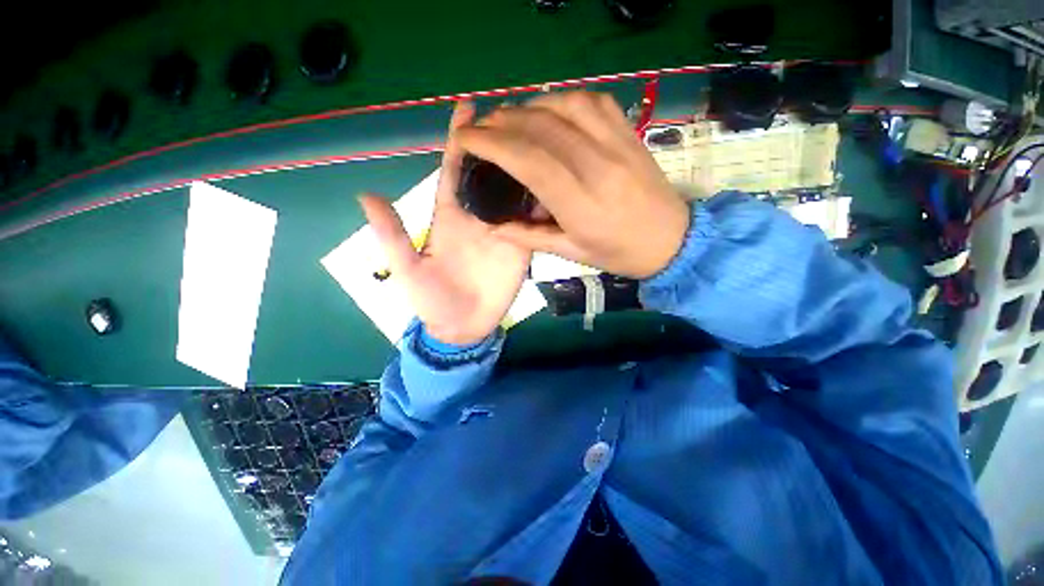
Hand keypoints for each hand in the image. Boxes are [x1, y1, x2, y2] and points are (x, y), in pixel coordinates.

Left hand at [359, 102, 530, 345]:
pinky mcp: (519, 246)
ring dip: (523, 167)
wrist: (462, 326)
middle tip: (513, 113)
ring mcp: (502, 230)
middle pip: (489, 174)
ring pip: (514, 192)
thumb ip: (391, 234)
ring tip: (537, 139)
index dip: (460, 142)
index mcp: (450, 216)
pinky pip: (530, 221)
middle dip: (498, 144)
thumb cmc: (432, 300)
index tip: (468, 110)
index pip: (455, 171)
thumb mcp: (406, 268)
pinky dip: (539, 202)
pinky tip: (552, 181)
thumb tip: (365, 193)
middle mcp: (478, 216)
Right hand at [457, 92, 689, 279]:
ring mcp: (617, 144)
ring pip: (564, 105)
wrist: (672, 240)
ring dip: (529, 106)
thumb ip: (529, 236)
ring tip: (510, 119)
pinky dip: (562, 98)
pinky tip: (549, 110)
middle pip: (541, 127)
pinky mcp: (629, 133)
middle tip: (481, 127)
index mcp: (580, 203)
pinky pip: (593, 101)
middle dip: (502, 121)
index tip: (465, 138)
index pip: (528, 160)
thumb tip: (493, 227)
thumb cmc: (619, 253)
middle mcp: (597, 166)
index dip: (491, 143)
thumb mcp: (571, 252)